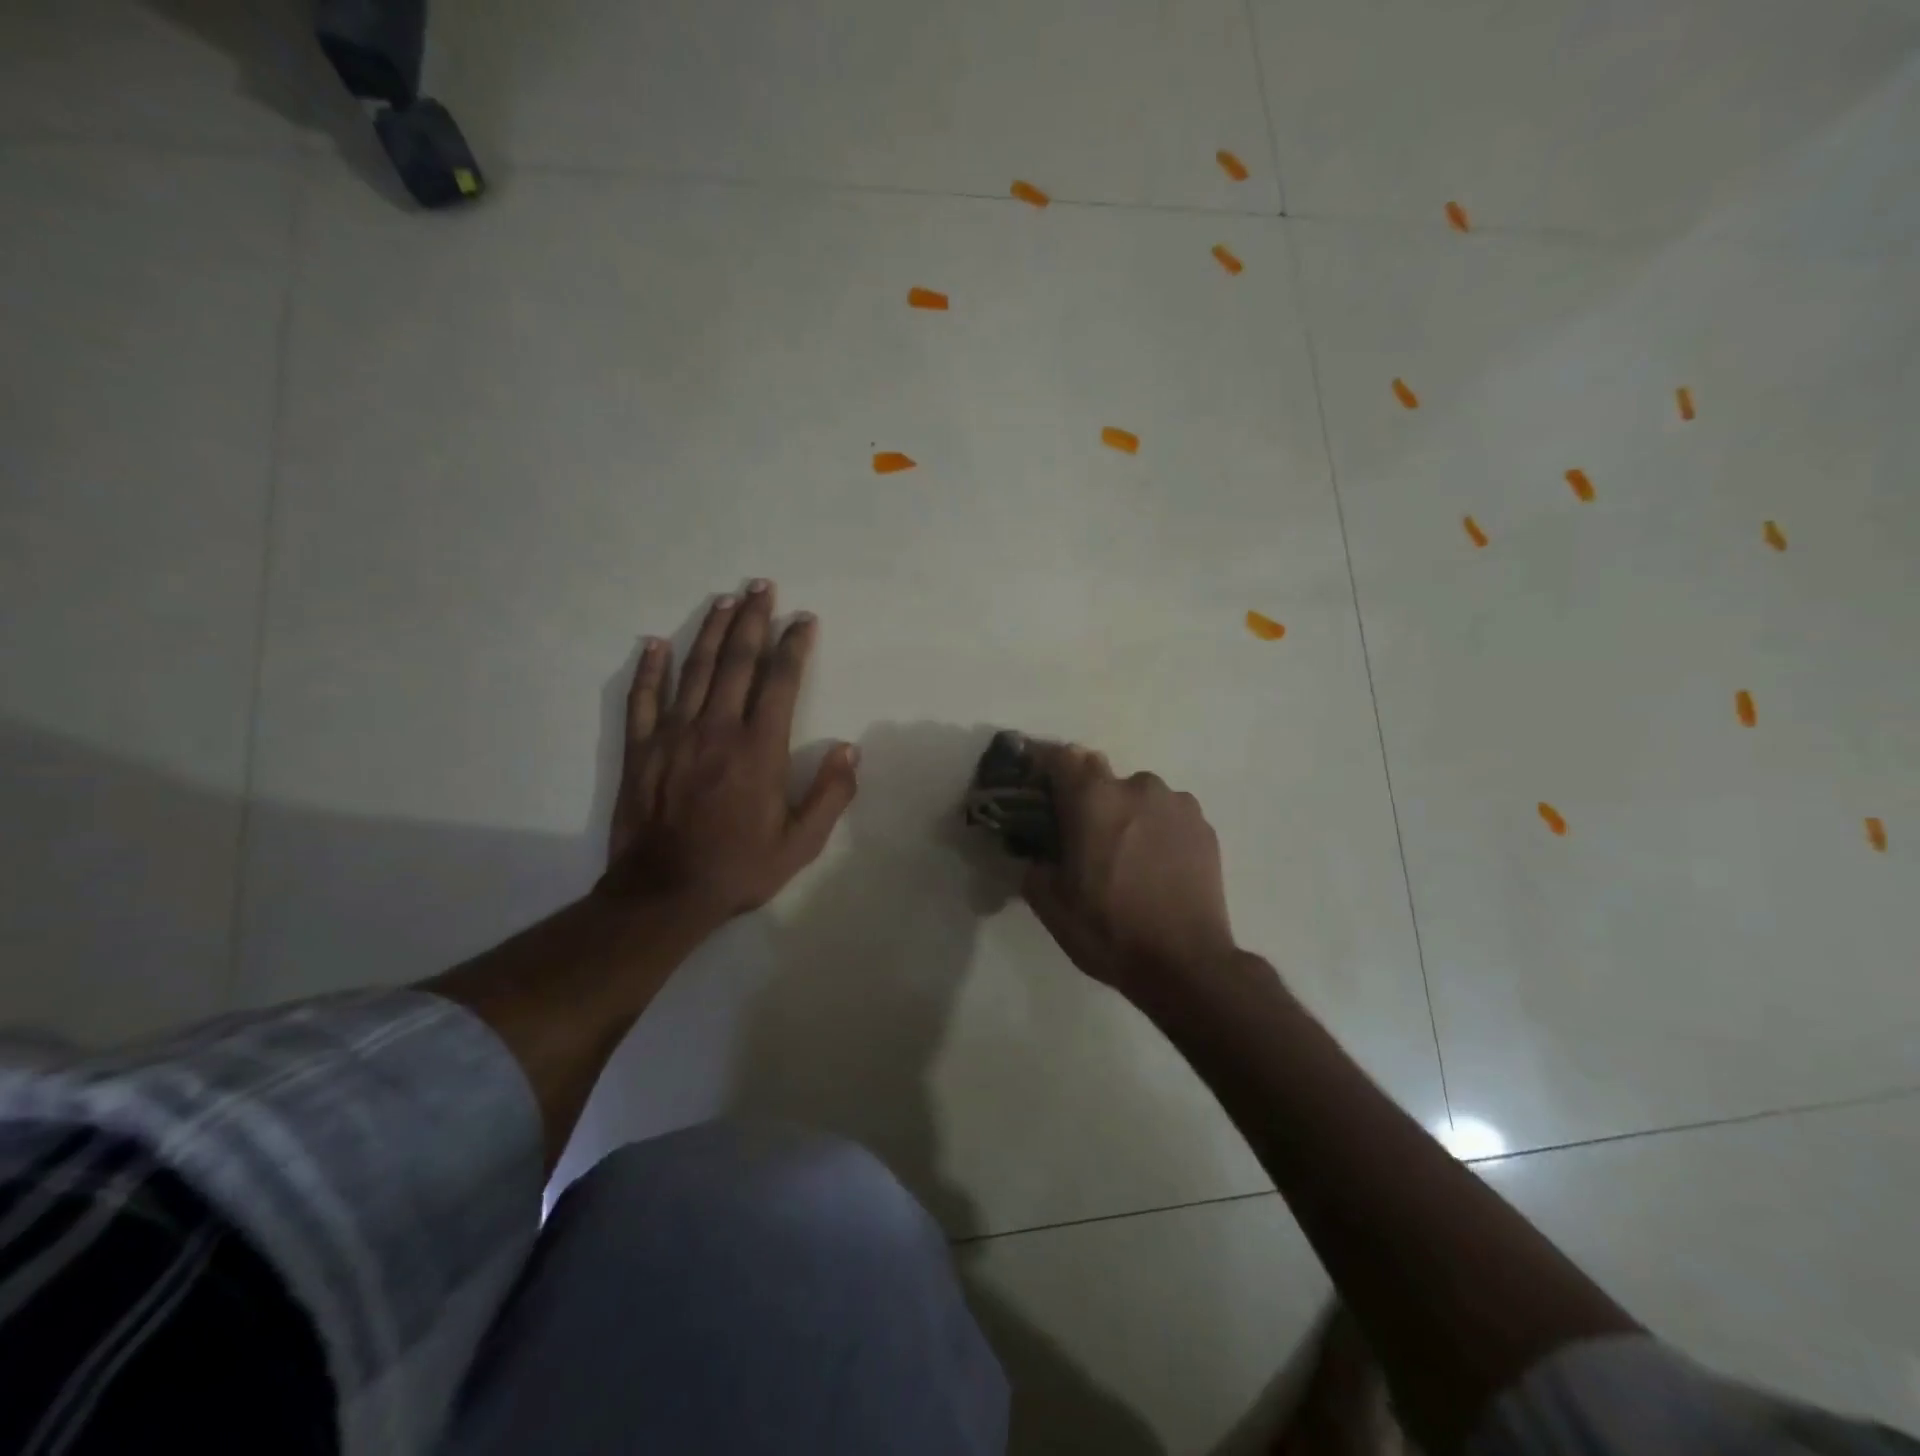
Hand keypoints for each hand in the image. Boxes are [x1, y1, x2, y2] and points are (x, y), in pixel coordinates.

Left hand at [602, 581, 857, 930]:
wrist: (664, 894)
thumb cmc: (739, 868)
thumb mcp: (801, 843)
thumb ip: (831, 795)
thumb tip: (850, 749)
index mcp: (759, 749)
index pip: (780, 682)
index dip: (793, 646)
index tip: (803, 619)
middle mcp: (716, 730)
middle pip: (736, 662)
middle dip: (752, 620)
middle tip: (761, 586)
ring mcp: (673, 736)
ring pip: (693, 670)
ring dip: (710, 631)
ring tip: (724, 600)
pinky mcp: (641, 750)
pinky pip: (643, 699)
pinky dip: (649, 669)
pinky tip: (654, 643)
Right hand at [1022, 743, 1234, 998]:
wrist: (1186, 963)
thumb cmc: (1108, 930)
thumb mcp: (1050, 904)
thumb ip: (1034, 864)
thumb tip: (1038, 852)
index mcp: (1093, 798)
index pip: (1061, 757)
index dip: (1045, 768)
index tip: (1038, 790)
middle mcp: (1137, 786)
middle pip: (1101, 775)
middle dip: (1087, 797)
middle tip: (1083, 834)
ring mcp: (1177, 803)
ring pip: (1138, 795)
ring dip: (1126, 813)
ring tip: (1127, 855)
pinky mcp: (1204, 826)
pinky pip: (1168, 814)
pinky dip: (1156, 828)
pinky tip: (1156, 865)